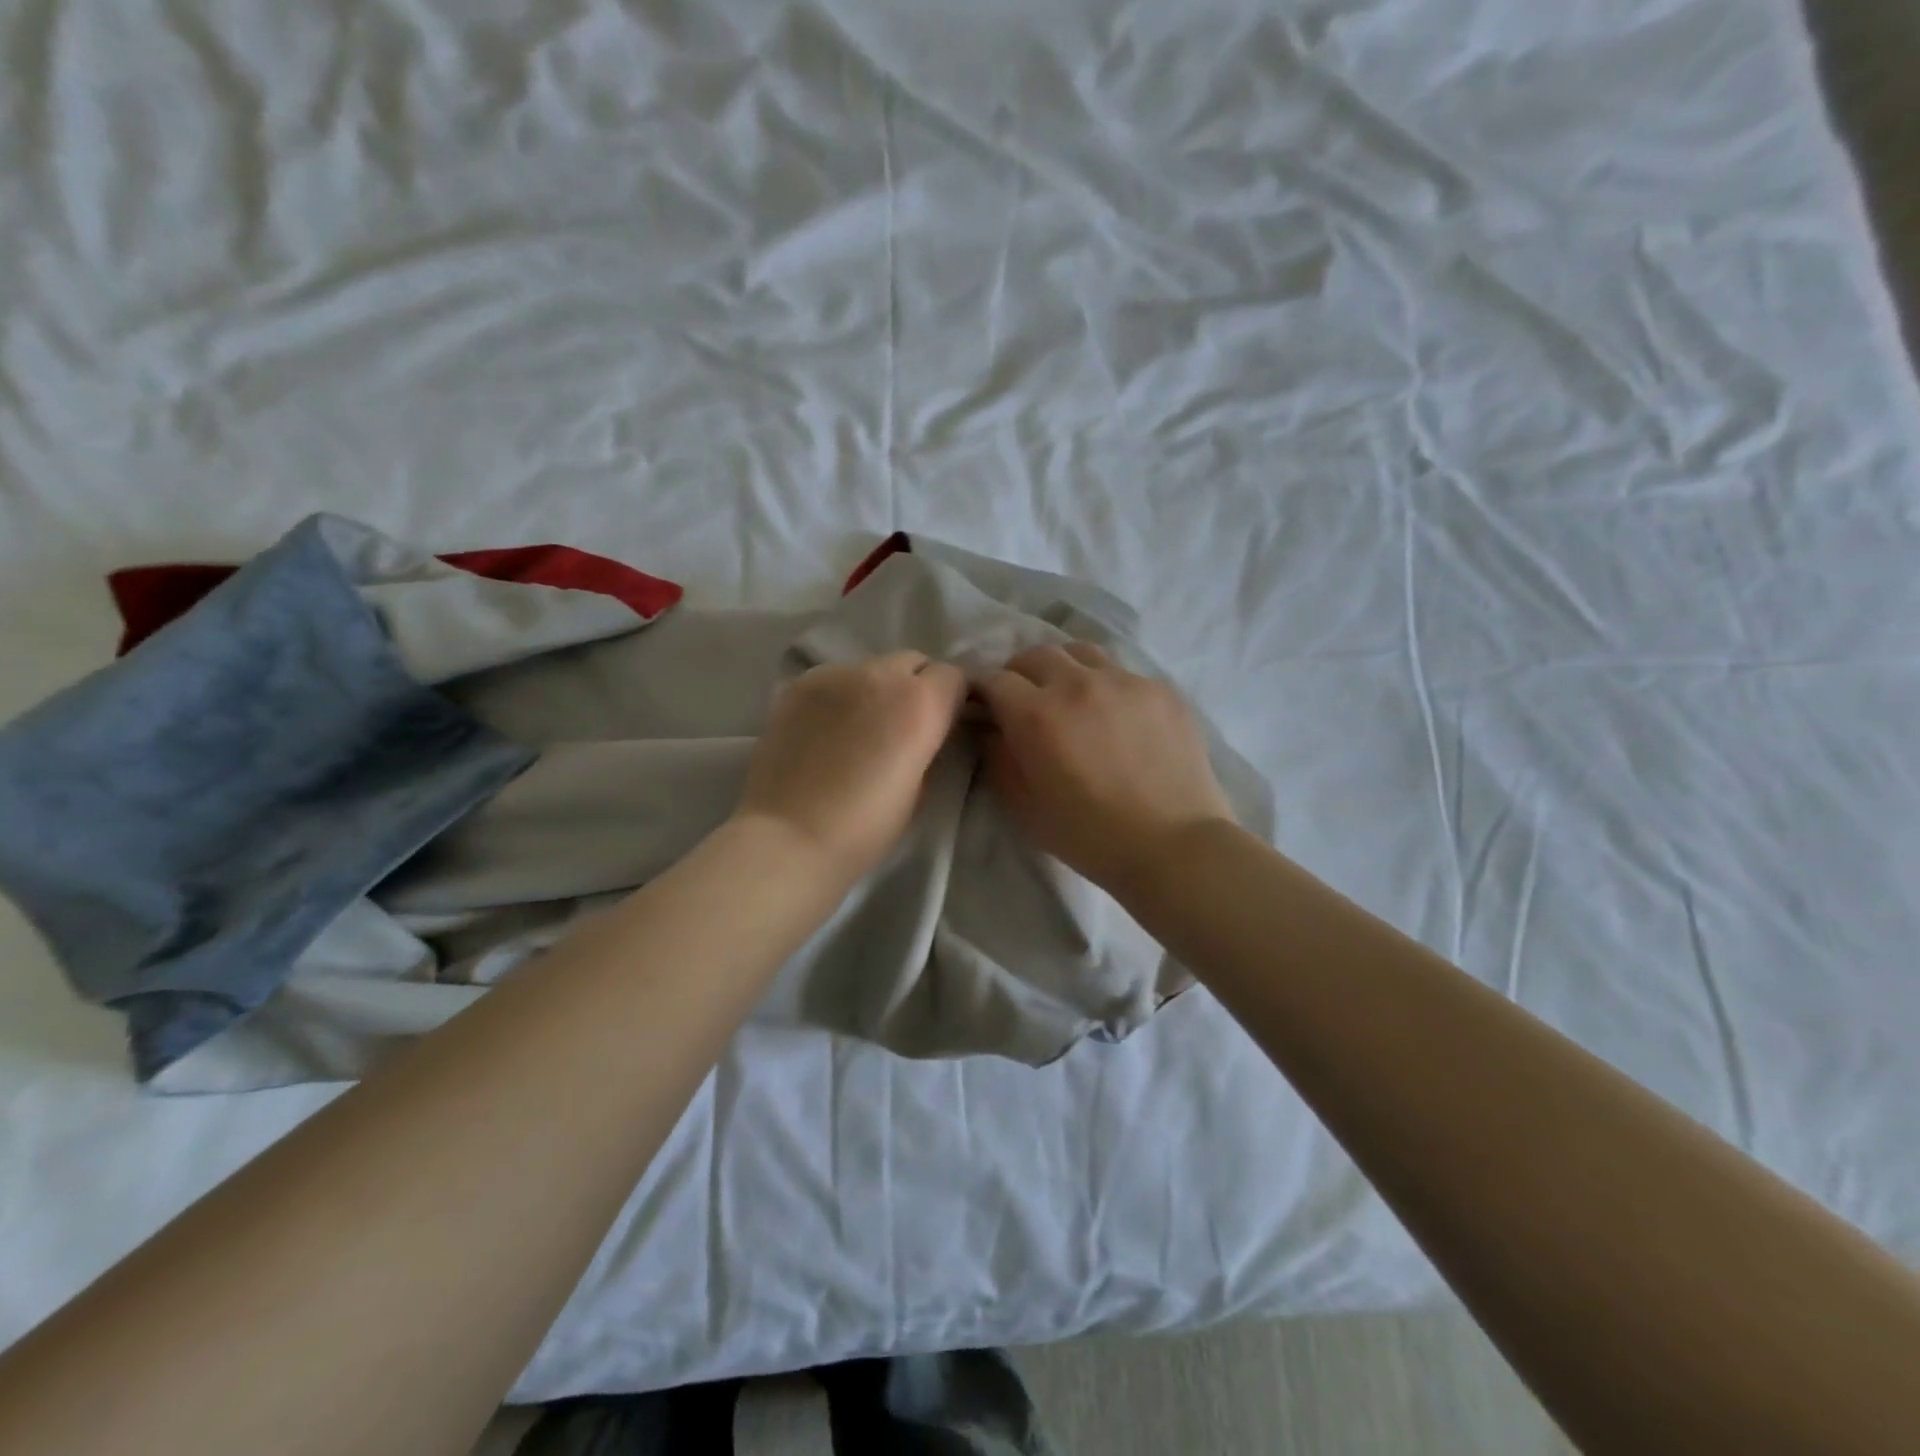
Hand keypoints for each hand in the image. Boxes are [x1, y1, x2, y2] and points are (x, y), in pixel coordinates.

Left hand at [734, 651, 966, 880]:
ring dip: (877, 688)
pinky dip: (841, 695)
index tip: (944, 724)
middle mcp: (880, 674)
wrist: (790, 837)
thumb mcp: (921, 788)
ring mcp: (834, 674)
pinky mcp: (799, 684)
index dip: (953, 699)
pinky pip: (834, 678)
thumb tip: (927, 730)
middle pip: (913, 662)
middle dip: (917, 685)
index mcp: (920, 702)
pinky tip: (827, 729)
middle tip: (903, 725)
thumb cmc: (866, 826)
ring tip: (860, 727)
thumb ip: (930, 744)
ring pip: (871, 667)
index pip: (954, 676)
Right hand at [975, 643, 1234, 892]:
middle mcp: (1078, 683)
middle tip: (1022, 700)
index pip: (994, 679)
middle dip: (1019, 672)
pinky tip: (1115, 716)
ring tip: (1068, 695)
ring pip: (1081, 652)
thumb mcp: (1024, 808)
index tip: (982, 705)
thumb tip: (992, 730)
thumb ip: (999, 759)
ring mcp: (1125, 681)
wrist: (1173, 846)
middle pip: (1035, 654)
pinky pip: (1122, 672)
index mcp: (1037, 714)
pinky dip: (1105, 685)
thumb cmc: (1089, 835)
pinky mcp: (1161, 689)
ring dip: (1063, 668)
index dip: (982, 690)